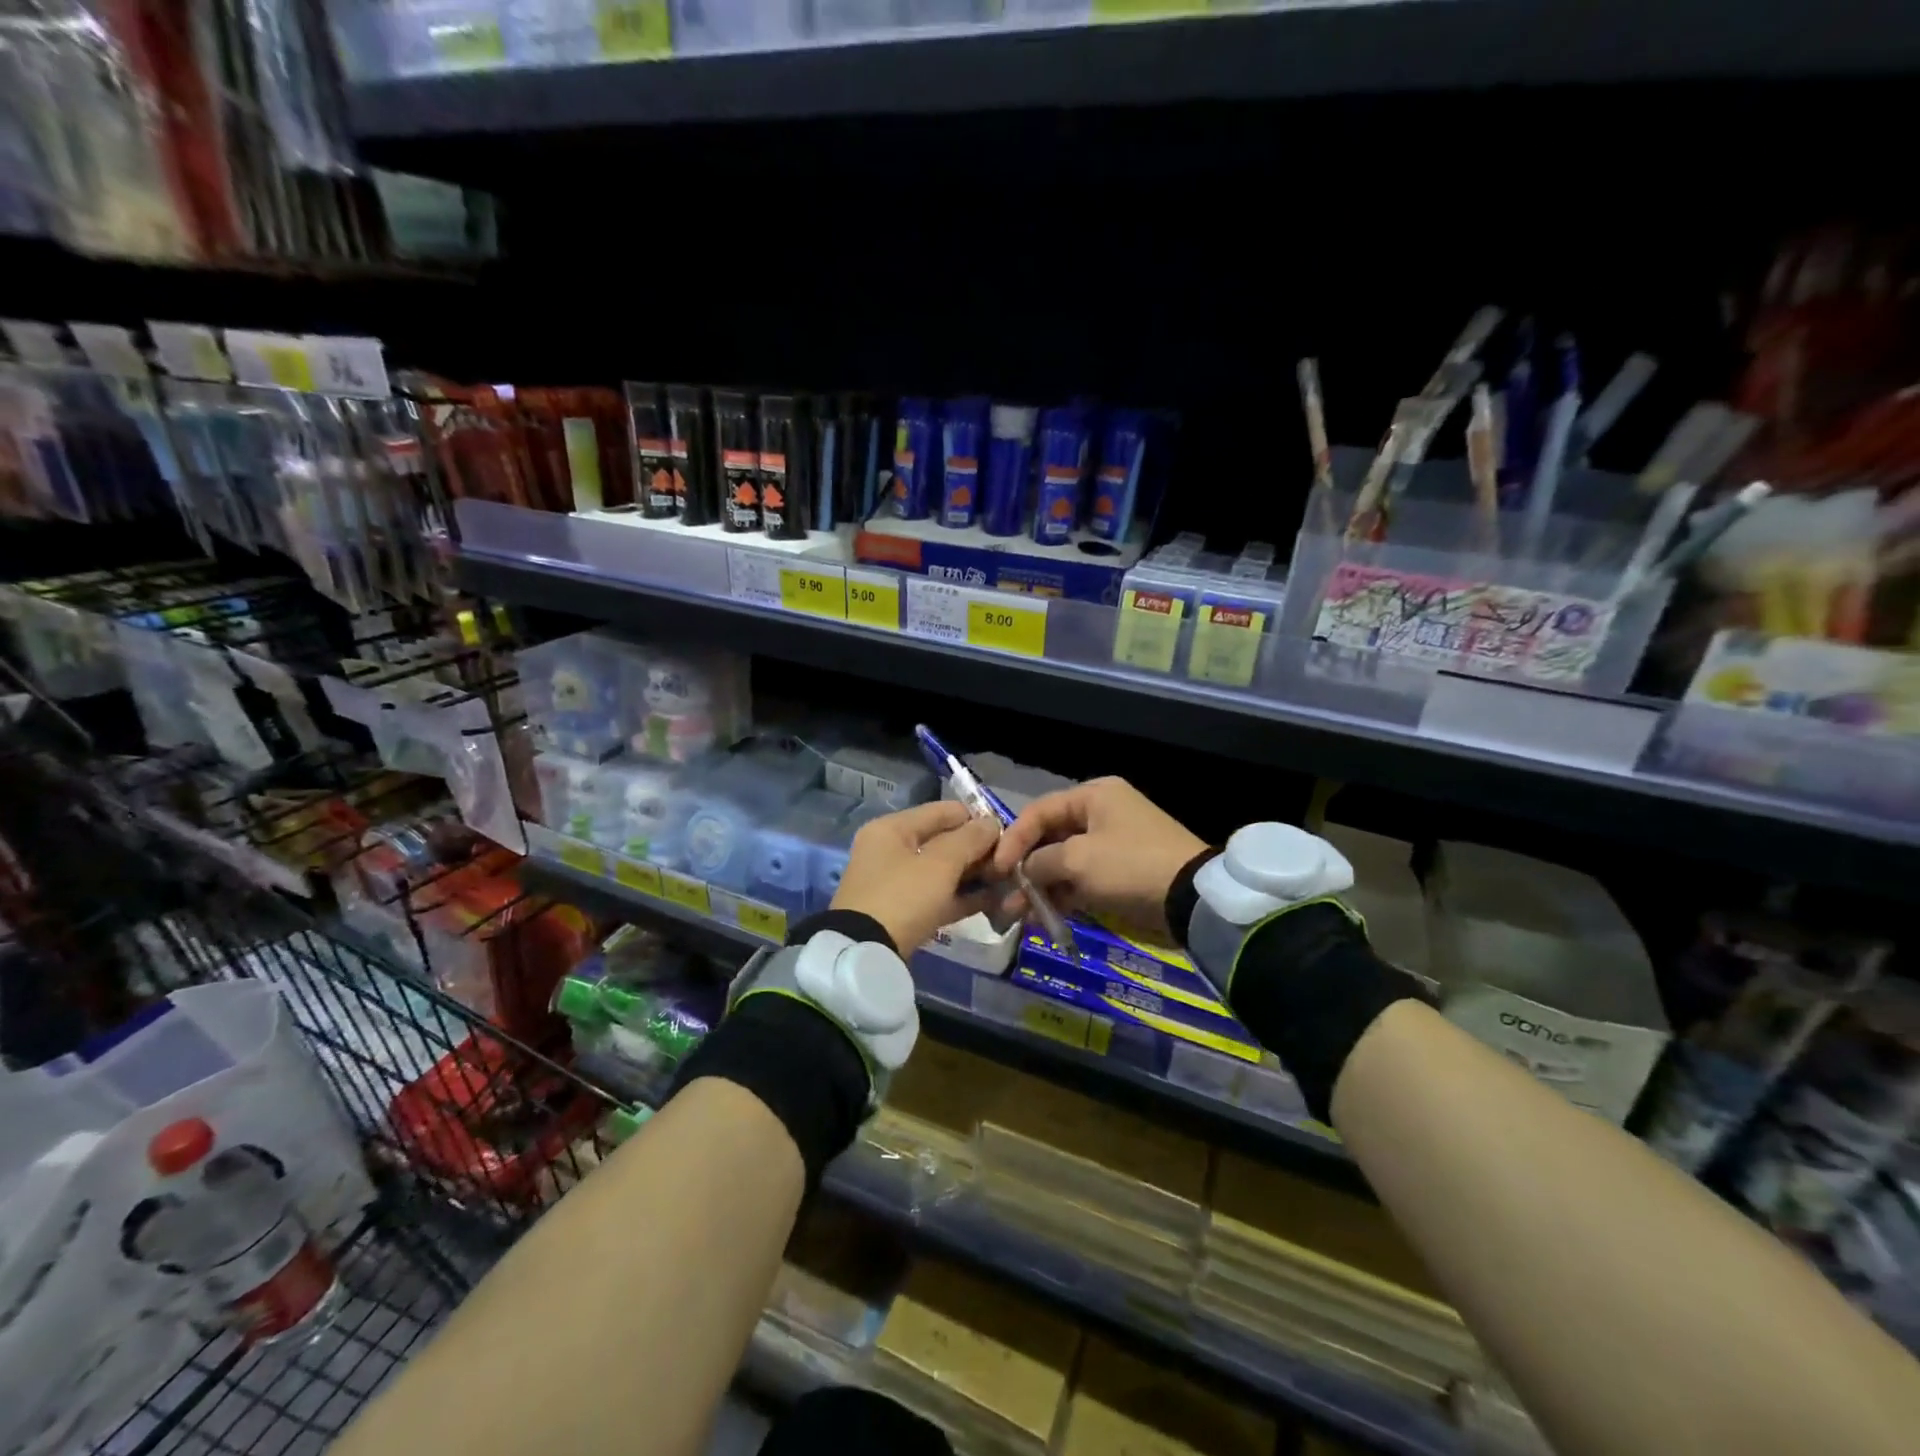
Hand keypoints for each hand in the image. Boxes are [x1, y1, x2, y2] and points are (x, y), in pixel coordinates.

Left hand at [831, 800, 1002, 953]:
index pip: (942, 811)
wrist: (865, 955)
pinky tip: (993, 902)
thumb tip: (992, 823)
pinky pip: (938, 896)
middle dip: (977, 851)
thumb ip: (970, 839)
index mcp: (892, 828)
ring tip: (1008, 882)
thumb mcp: (940, 864)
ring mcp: (895, 883)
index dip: (976, 819)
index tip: (1008, 834)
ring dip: (973, 875)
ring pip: (943, 871)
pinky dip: (962, 897)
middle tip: (1010, 863)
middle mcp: (891, 849)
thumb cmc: (903, 897)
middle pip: (943, 841)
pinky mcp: (902, 912)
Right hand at [992, 777, 1207, 937]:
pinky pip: (1081, 882)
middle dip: (1025, 868)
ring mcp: (1111, 846)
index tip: (996, 869)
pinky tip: (1042, 920)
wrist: (1191, 900)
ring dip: (1040, 887)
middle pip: (1050, 838)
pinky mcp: (1119, 874)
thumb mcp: (1078, 859)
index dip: (1013, 839)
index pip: (1039, 811)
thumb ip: (1040, 861)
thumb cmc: (1130, 865)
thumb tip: (1023, 871)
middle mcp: (1101, 814)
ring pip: (1063, 863)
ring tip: (1017, 915)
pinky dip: (1062, 898)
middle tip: (1003, 895)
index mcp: (1094, 796)